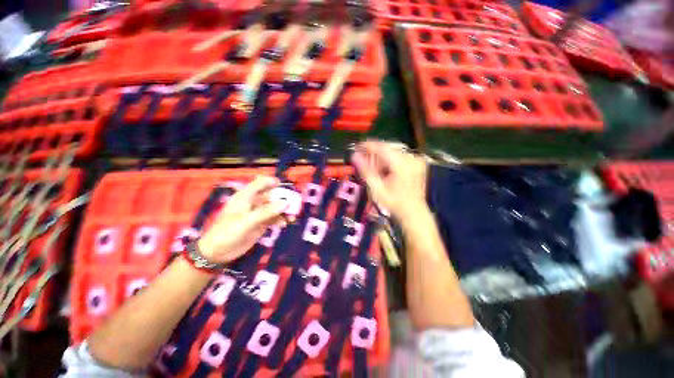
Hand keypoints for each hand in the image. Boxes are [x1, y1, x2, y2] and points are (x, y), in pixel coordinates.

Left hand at [198, 176, 286, 263]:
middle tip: (295, 206)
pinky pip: (274, 218)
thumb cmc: (227, 232)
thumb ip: (266, 212)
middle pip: (272, 195)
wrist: (218, 253)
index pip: (261, 182)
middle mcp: (254, 202)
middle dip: (284, 198)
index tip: (286, 188)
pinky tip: (284, 224)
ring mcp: (258, 213)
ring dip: (284, 210)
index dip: (273, 182)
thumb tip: (285, 203)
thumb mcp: (246, 221)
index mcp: (246, 196)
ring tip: (292, 217)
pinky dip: (280, 219)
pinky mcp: (261, 223)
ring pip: (275, 207)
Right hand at [351, 140, 427, 219]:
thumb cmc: (394, 203)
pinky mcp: (417, 164)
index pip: (382, 147)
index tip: (356, 146)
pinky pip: (399, 157)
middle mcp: (410, 158)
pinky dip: (389, 162)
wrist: (413, 212)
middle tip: (362, 160)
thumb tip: (354, 156)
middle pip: (387, 149)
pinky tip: (383, 171)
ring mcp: (415, 160)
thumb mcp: (377, 188)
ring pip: (392, 153)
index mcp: (401, 163)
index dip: (368, 145)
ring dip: (381, 159)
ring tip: (373, 169)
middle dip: (373, 154)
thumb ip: (365, 170)